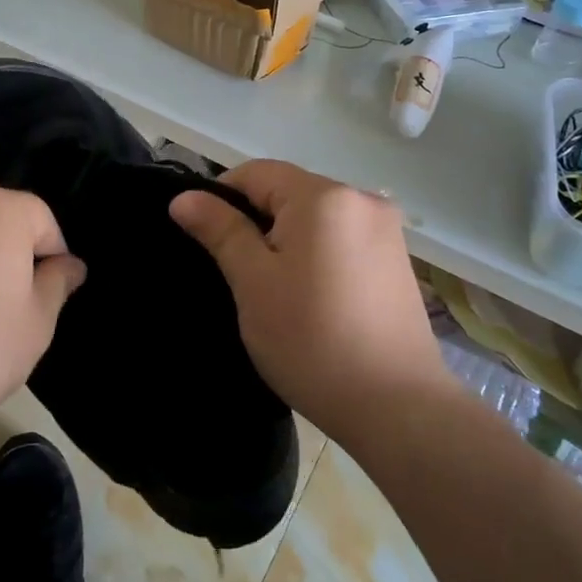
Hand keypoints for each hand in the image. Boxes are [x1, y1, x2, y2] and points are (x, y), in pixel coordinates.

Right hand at [170, 160, 448, 443]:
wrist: (397, 408)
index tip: (207, 240)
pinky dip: (317, 253)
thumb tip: (183, 197)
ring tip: (275, 290)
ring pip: (315, 217)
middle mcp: (362, 198)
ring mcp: (386, 229)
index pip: (257, 173)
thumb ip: (220, 230)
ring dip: (287, 240)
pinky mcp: (398, 259)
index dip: (222, 197)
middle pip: (289, 192)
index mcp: (324, 196)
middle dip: (257, 222)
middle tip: (238, 274)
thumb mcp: (253, 283)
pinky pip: (342, 238)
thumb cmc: (312, 340)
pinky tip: (312, 296)